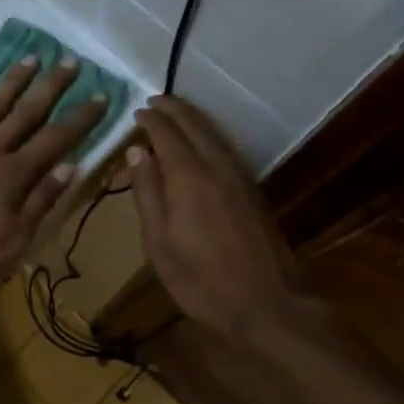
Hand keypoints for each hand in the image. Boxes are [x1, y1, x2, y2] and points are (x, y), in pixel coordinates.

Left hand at [0, 56, 106, 293]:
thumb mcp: (14, 240)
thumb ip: (41, 201)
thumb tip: (71, 165)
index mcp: (13, 175)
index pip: (56, 140)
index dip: (80, 117)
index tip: (101, 95)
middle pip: (26, 112)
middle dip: (51, 86)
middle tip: (69, 61)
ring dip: (12, 80)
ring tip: (30, 58)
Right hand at [128, 95, 309, 342]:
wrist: (266, 303)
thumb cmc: (201, 280)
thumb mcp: (159, 244)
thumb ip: (147, 194)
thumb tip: (137, 152)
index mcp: (188, 178)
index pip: (167, 135)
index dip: (151, 120)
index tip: (137, 110)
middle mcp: (216, 167)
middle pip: (195, 126)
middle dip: (174, 109)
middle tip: (154, 100)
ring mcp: (240, 177)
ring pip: (214, 134)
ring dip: (193, 118)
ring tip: (174, 112)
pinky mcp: (253, 190)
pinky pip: (226, 148)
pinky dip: (209, 135)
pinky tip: (202, 142)